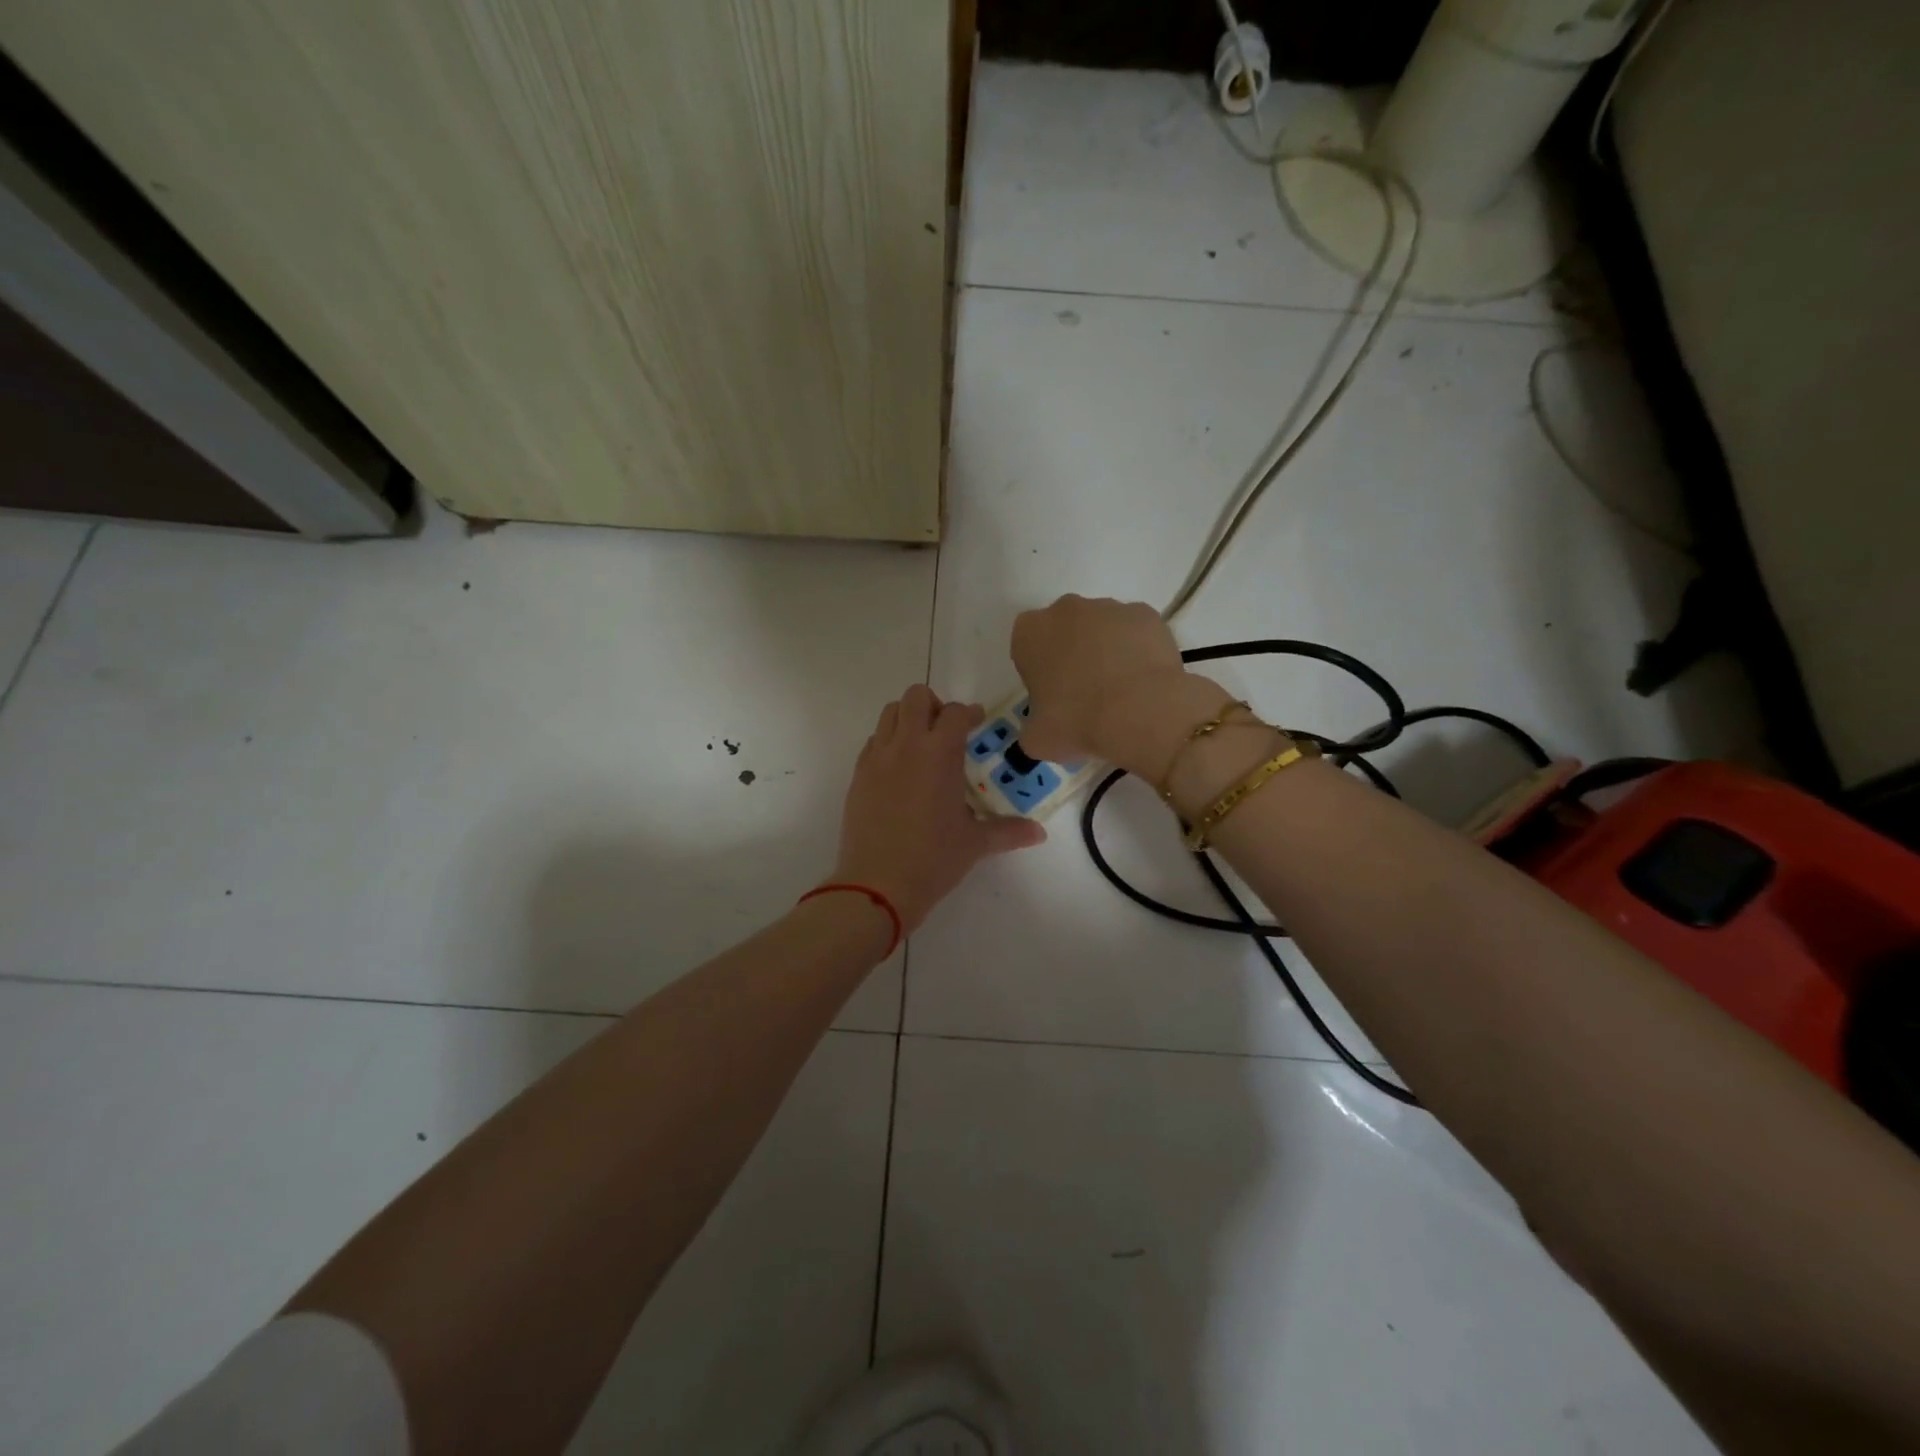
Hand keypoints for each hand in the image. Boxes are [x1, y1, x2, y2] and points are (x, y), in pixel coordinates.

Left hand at [831, 684, 1045, 931]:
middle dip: (934, 705)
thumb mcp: (975, 843)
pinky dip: (888, 743)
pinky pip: (873, 742)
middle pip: (915, 697)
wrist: (877, 884)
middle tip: (946, 730)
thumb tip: (1039, 833)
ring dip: (907, 719)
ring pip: (889, 714)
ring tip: (921, 746)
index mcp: (939, 753)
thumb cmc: (933, 859)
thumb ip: (1009, 831)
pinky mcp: (858, 776)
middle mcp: (906, 745)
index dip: (969, 713)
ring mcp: (877, 758)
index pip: (955, 713)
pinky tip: (899, 771)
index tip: (976, 721)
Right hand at [1012, 595, 1231, 778]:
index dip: (1038, 672)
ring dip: (1104, 650)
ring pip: (1100, 628)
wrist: (1141, 712)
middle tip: (1083, 693)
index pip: (1026, 648)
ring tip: (1119, 690)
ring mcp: (1109, 607)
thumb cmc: (1077, 722)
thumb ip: (1032, 725)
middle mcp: (1066, 609)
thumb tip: (1044, 726)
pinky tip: (1142, 680)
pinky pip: (1135, 632)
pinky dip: (1136, 650)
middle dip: (1070, 654)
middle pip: (1063, 630)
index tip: (1051, 697)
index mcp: (1030, 632)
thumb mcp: (1036, 739)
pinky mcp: (1145, 614)